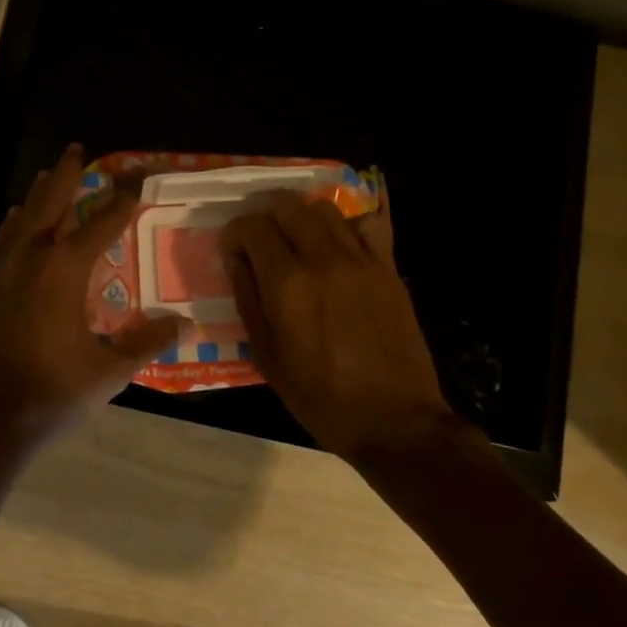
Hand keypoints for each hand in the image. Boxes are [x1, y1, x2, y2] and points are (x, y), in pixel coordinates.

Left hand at [0, 146, 184, 449]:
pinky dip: (11, 227)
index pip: (101, 223)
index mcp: (64, 271)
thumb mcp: (109, 371)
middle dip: (67, 176)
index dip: (121, 199)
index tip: (135, 177)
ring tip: (47, 177)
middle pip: (50, 204)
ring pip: (20, 220)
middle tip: (77, 150)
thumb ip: (147, 342)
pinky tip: (13, 224)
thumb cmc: (51, 393)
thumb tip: (184, 323)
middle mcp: (29, 259)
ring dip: (37, 196)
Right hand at [220, 188, 454, 463]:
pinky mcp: (389, 269)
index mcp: (288, 284)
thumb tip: (235, 258)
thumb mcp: (266, 355)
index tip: (232, 250)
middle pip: (288, 205)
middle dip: (265, 212)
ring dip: (302, 214)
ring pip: (326, 208)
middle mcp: (323, 259)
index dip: (235, 232)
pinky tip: (338, 244)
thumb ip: (247, 298)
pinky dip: (346, 224)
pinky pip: (368, 224)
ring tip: (295, 237)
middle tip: (259, 235)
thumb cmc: (319, 396)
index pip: (252, 227)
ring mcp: (362, 260)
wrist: (394, 420)